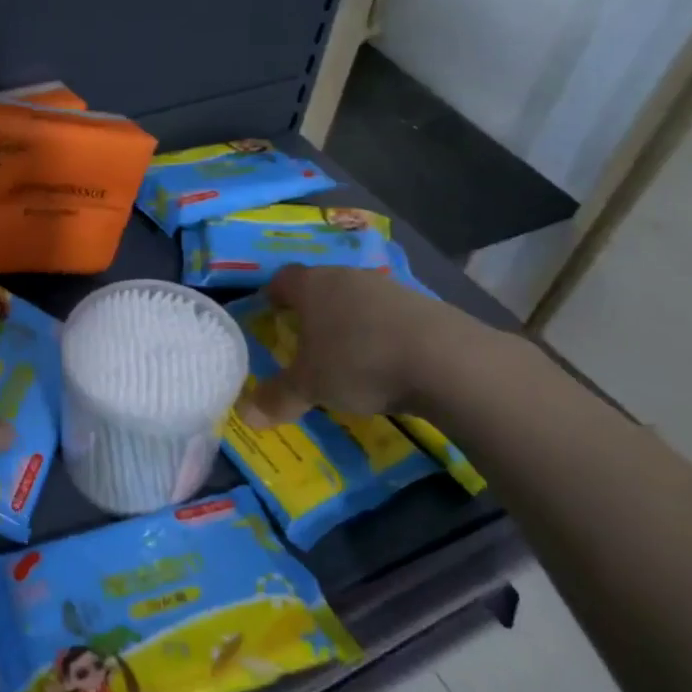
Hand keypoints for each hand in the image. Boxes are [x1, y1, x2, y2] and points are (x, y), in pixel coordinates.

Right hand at [238, 265, 487, 426]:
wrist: (447, 361)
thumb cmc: (358, 362)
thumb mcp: (309, 387)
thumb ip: (276, 398)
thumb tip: (244, 415)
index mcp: (313, 286)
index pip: (282, 279)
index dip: (273, 295)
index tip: (270, 315)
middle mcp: (348, 276)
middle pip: (321, 285)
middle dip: (310, 310)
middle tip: (303, 340)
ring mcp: (389, 287)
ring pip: (356, 299)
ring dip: (348, 320)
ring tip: (345, 354)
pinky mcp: (424, 304)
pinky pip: (388, 315)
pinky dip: (380, 332)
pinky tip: (384, 360)